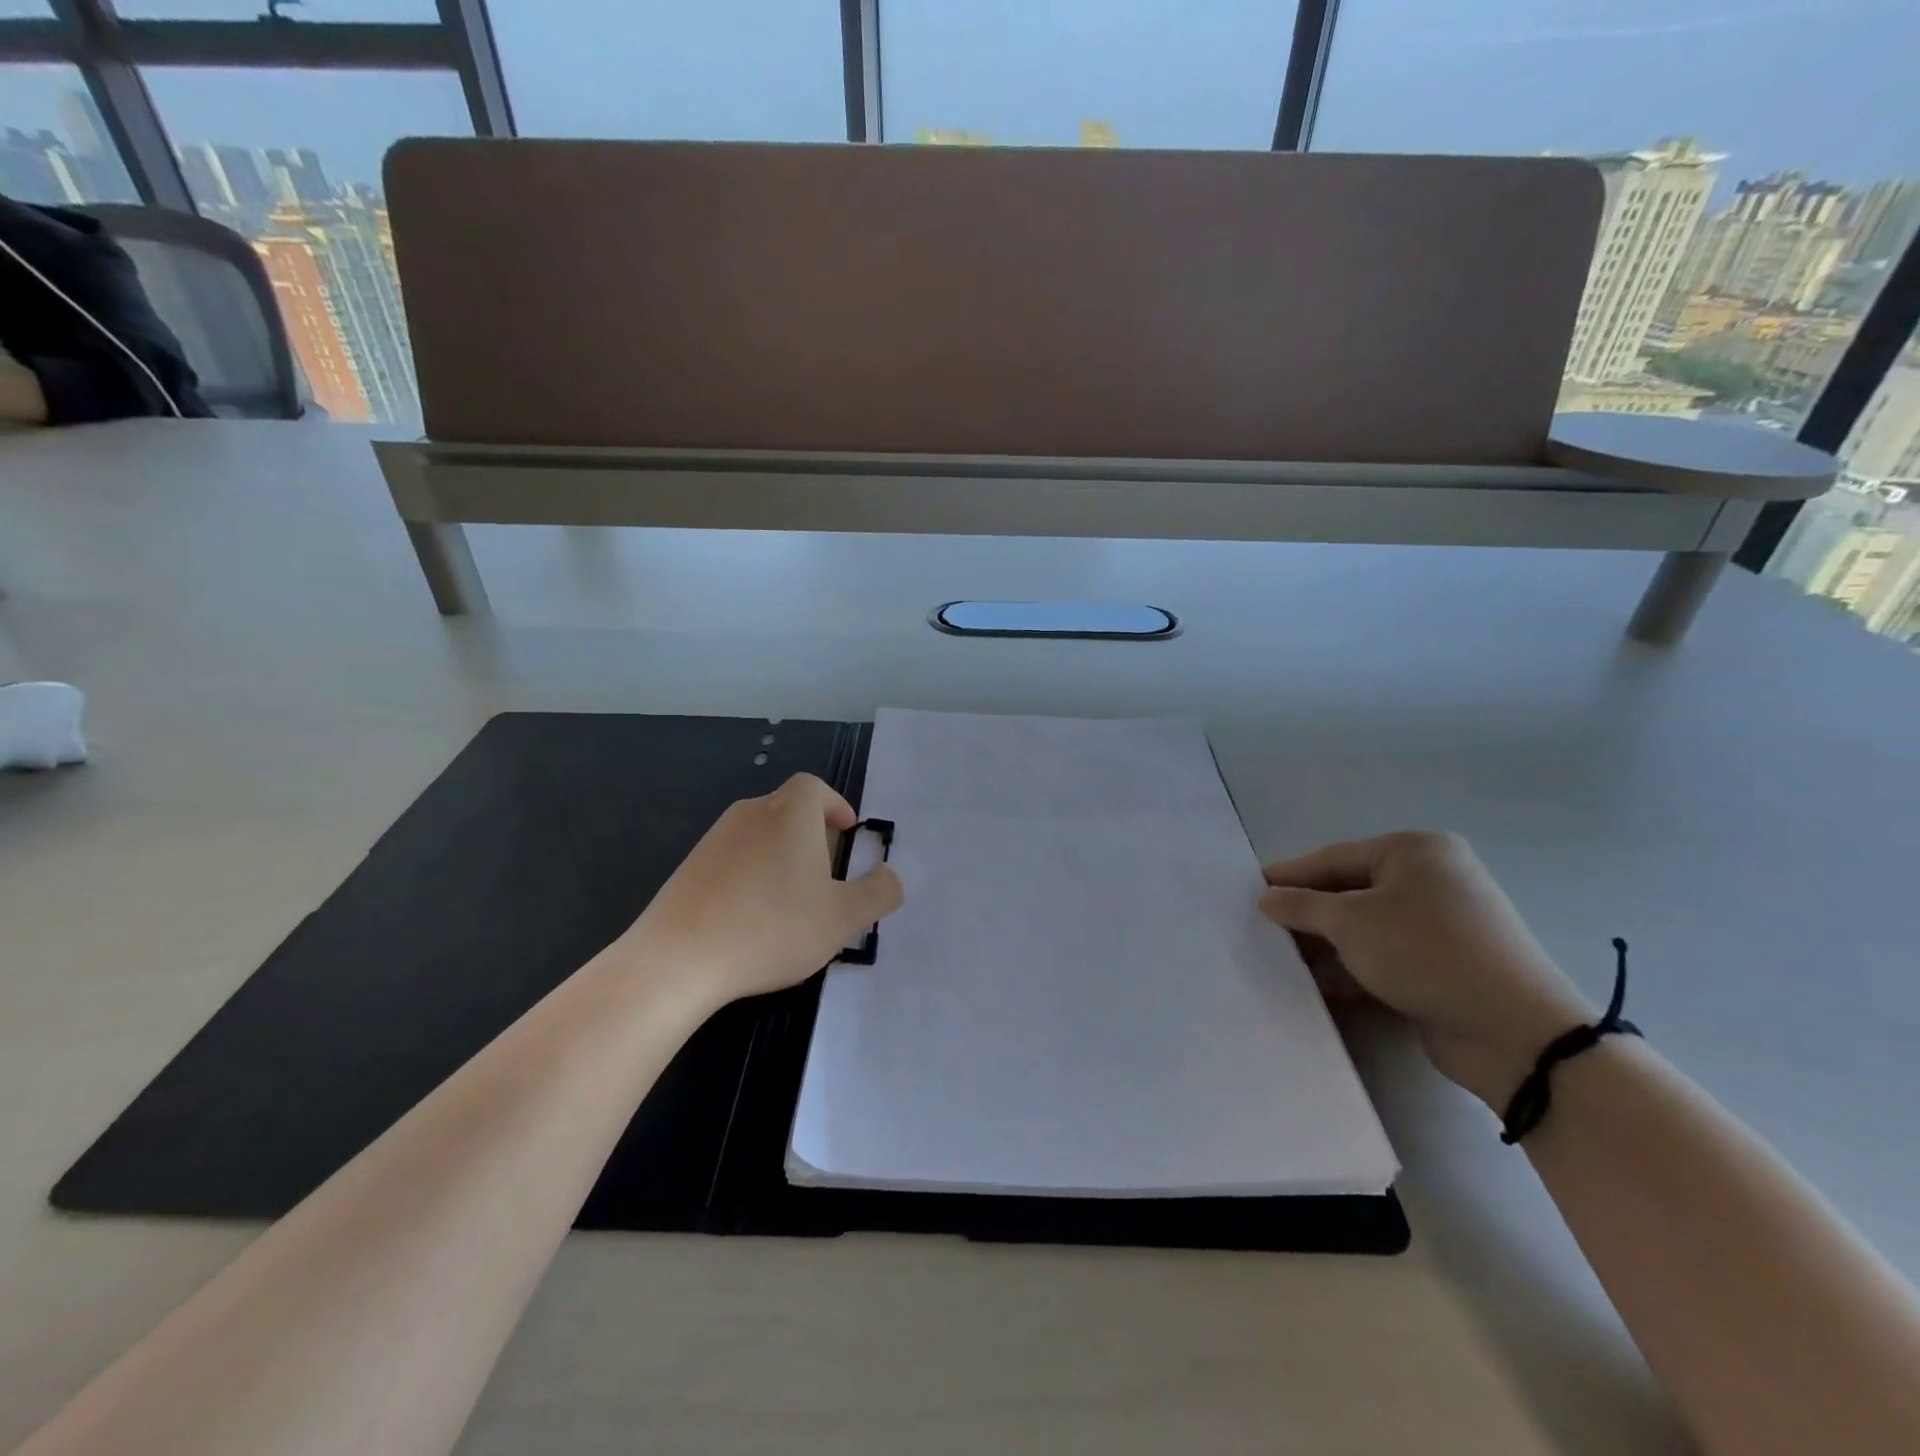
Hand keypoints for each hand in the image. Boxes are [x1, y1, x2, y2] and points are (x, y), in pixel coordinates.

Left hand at [624, 774, 903, 1012]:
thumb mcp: (842, 918)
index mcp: (790, 813)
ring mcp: (714, 839)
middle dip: (812, 833)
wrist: (678, 959)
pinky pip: (732, 858)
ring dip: (781, 855)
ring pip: (759, 834)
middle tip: (827, 873)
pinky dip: (750, 874)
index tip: (847, 833)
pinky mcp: (688, 867)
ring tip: (792, 900)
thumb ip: (878, 893)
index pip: (815, 787)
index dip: (835, 805)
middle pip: (787, 808)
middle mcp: (751, 813)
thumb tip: (892, 877)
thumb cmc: (771, 928)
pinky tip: (751, 918)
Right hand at [1260, 831, 1593, 1108]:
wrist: (1513, 1032)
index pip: (1334, 858)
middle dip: (1306, 913)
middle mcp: (1431, 880)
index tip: (1249, 890)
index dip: (1289, 875)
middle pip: (1349, 892)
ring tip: (1280, 958)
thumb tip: (1266, 897)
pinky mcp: (1444, 965)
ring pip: (1365, 927)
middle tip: (1261, 927)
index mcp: (1415, 851)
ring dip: (1325, 944)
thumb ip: (1301, 906)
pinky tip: (1317, 984)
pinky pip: (1384, 956)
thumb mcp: (1350, 922)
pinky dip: (1351, 966)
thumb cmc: (1424, 952)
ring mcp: (1440, 924)